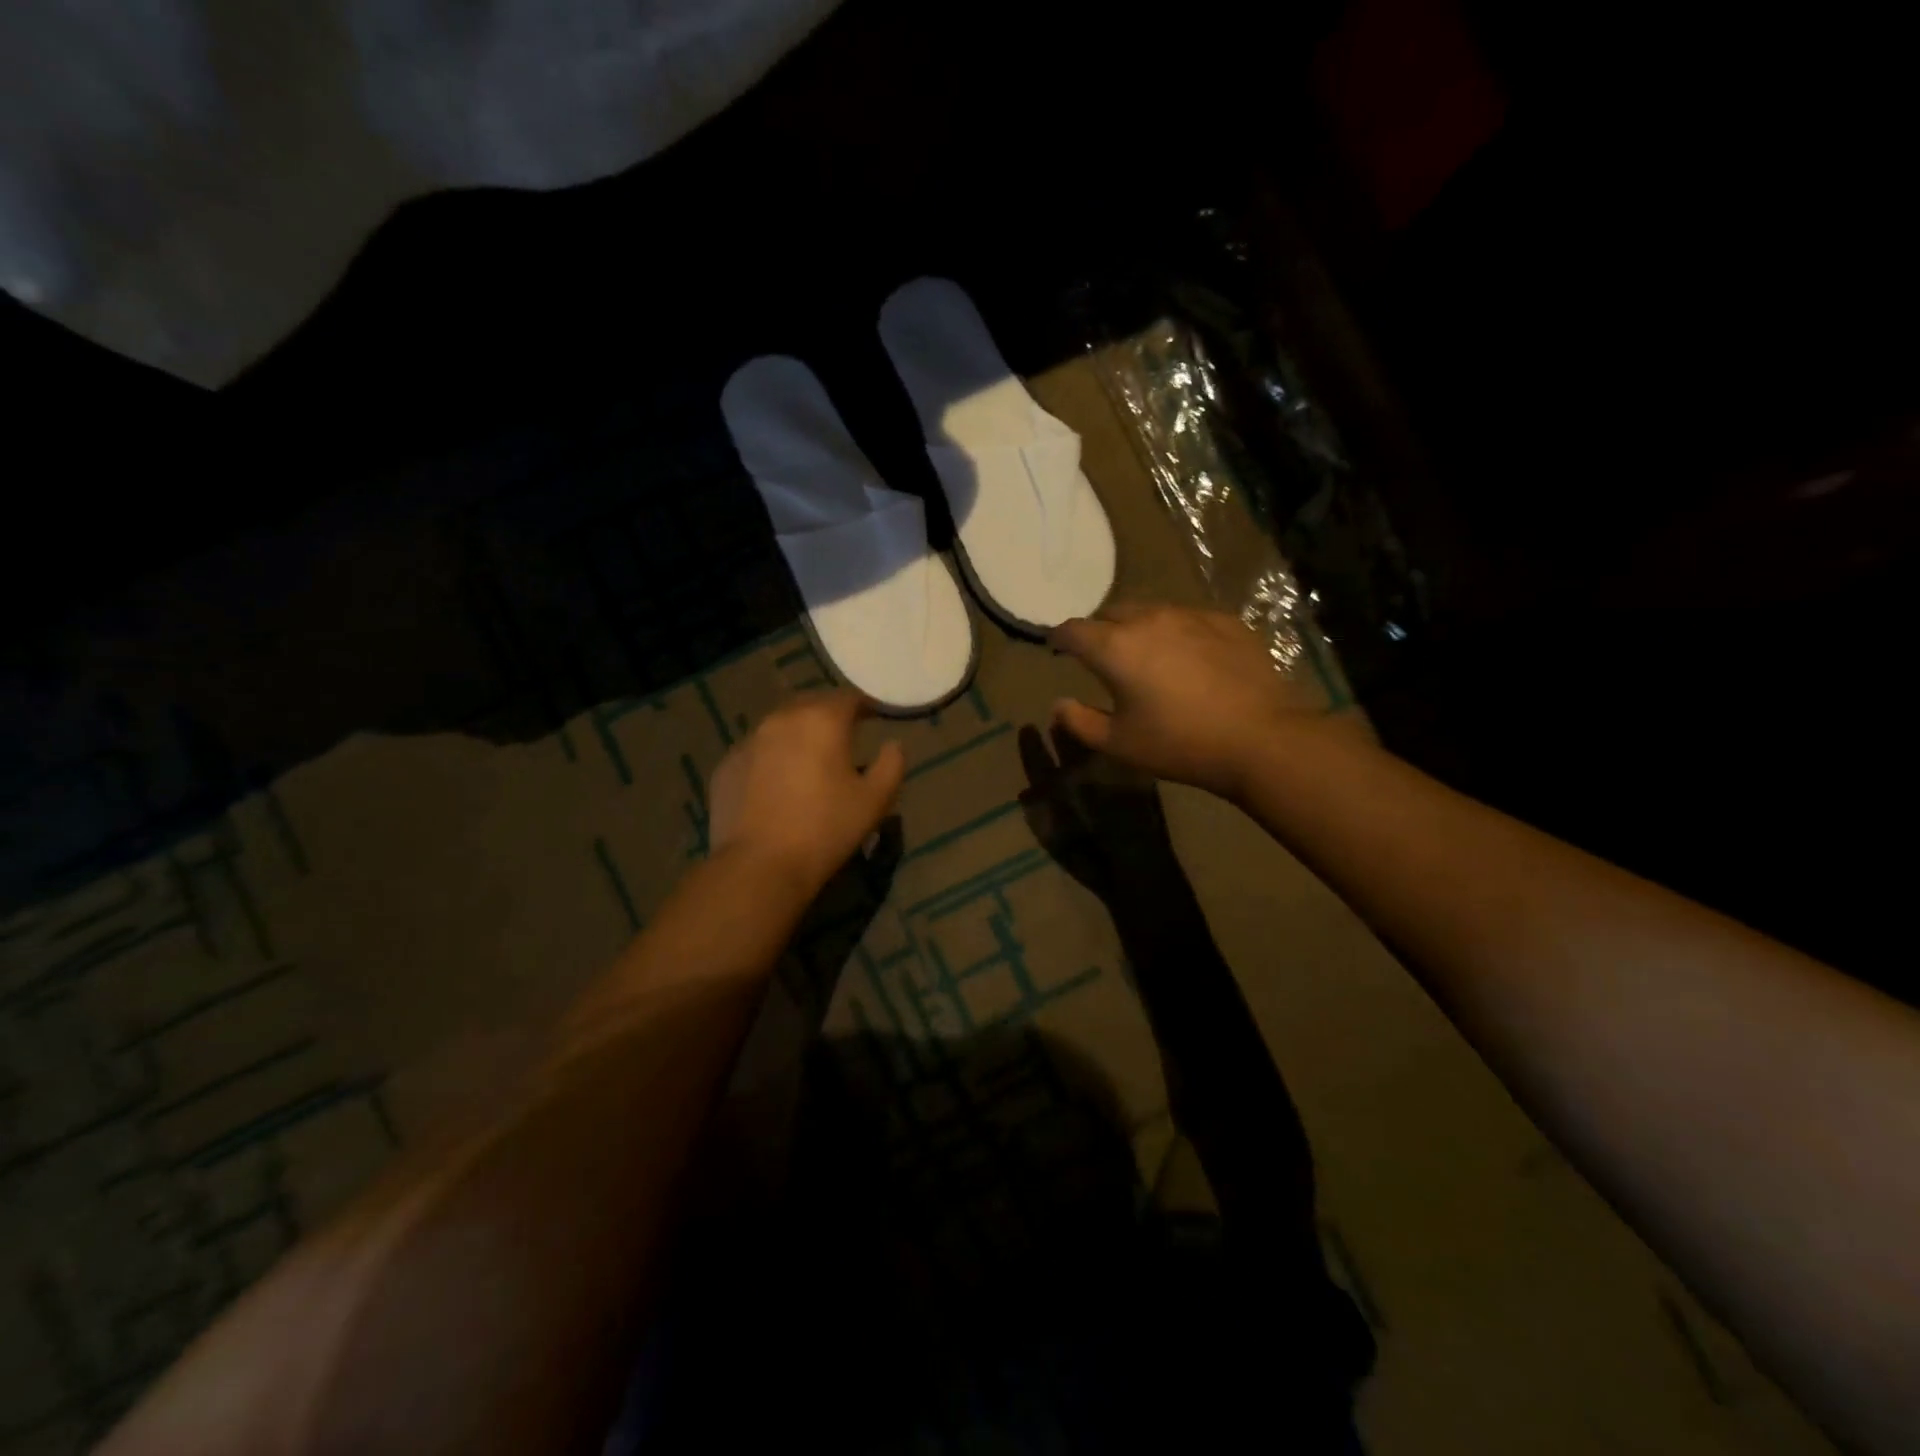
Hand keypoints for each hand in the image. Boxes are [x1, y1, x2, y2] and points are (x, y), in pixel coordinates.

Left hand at [707, 690, 905, 898]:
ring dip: (798, 734)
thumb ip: (892, 764)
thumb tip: (893, 745)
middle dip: (829, 715)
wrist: (759, 866)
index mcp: (821, 720)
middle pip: (811, 704)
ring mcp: (748, 741)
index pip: (849, 698)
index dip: (865, 706)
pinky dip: (771, 758)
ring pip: (780, 726)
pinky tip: (778, 784)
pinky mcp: (726, 766)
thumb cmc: (826, 829)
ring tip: (810, 759)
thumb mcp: (875, 800)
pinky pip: (756, 752)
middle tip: (844, 737)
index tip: (875, 717)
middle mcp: (781, 719)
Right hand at [1049, 603, 1318, 800]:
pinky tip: (1189, 658)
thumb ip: (1079, 722)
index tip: (1057, 648)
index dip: (1059, 638)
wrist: (1260, 738)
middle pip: (1111, 613)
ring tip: (1146, 656)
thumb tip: (1058, 704)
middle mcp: (1149, 620)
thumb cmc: (1179, 744)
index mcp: (1115, 647)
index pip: (1073, 630)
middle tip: (1102, 657)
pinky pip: (1188, 618)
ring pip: (1151, 612)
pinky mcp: (1225, 621)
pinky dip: (1177, 632)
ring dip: (1138, 629)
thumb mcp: (1119, 744)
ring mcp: (1191, 615)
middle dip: (1099, 631)